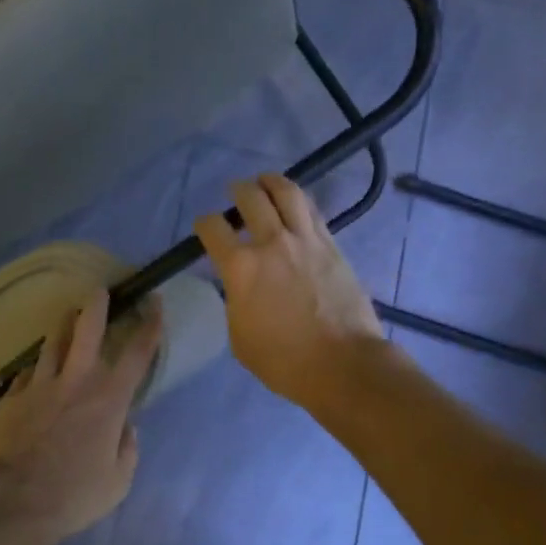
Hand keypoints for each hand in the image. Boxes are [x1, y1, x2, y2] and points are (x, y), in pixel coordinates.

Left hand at [0, 291, 162, 542]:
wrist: (15, 500)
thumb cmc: (75, 494)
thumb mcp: (119, 481)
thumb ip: (127, 449)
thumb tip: (125, 429)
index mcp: (109, 400)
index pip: (137, 353)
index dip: (150, 325)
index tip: (154, 304)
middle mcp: (76, 382)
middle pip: (87, 330)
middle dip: (97, 306)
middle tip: (99, 292)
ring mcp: (39, 386)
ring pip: (51, 343)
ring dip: (62, 327)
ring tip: (65, 317)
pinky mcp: (11, 398)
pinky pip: (26, 375)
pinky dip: (35, 371)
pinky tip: (34, 373)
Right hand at [194, 173, 384, 408]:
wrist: (341, 363)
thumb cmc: (282, 360)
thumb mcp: (239, 336)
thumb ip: (235, 301)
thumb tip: (241, 286)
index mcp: (240, 268)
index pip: (212, 229)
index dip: (204, 224)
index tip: (205, 227)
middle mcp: (271, 243)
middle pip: (250, 198)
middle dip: (238, 191)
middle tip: (236, 191)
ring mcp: (305, 240)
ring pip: (287, 193)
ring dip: (271, 182)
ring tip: (266, 181)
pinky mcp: (332, 245)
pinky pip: (312, 211)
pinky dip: (299, 201)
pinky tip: (295, 203)